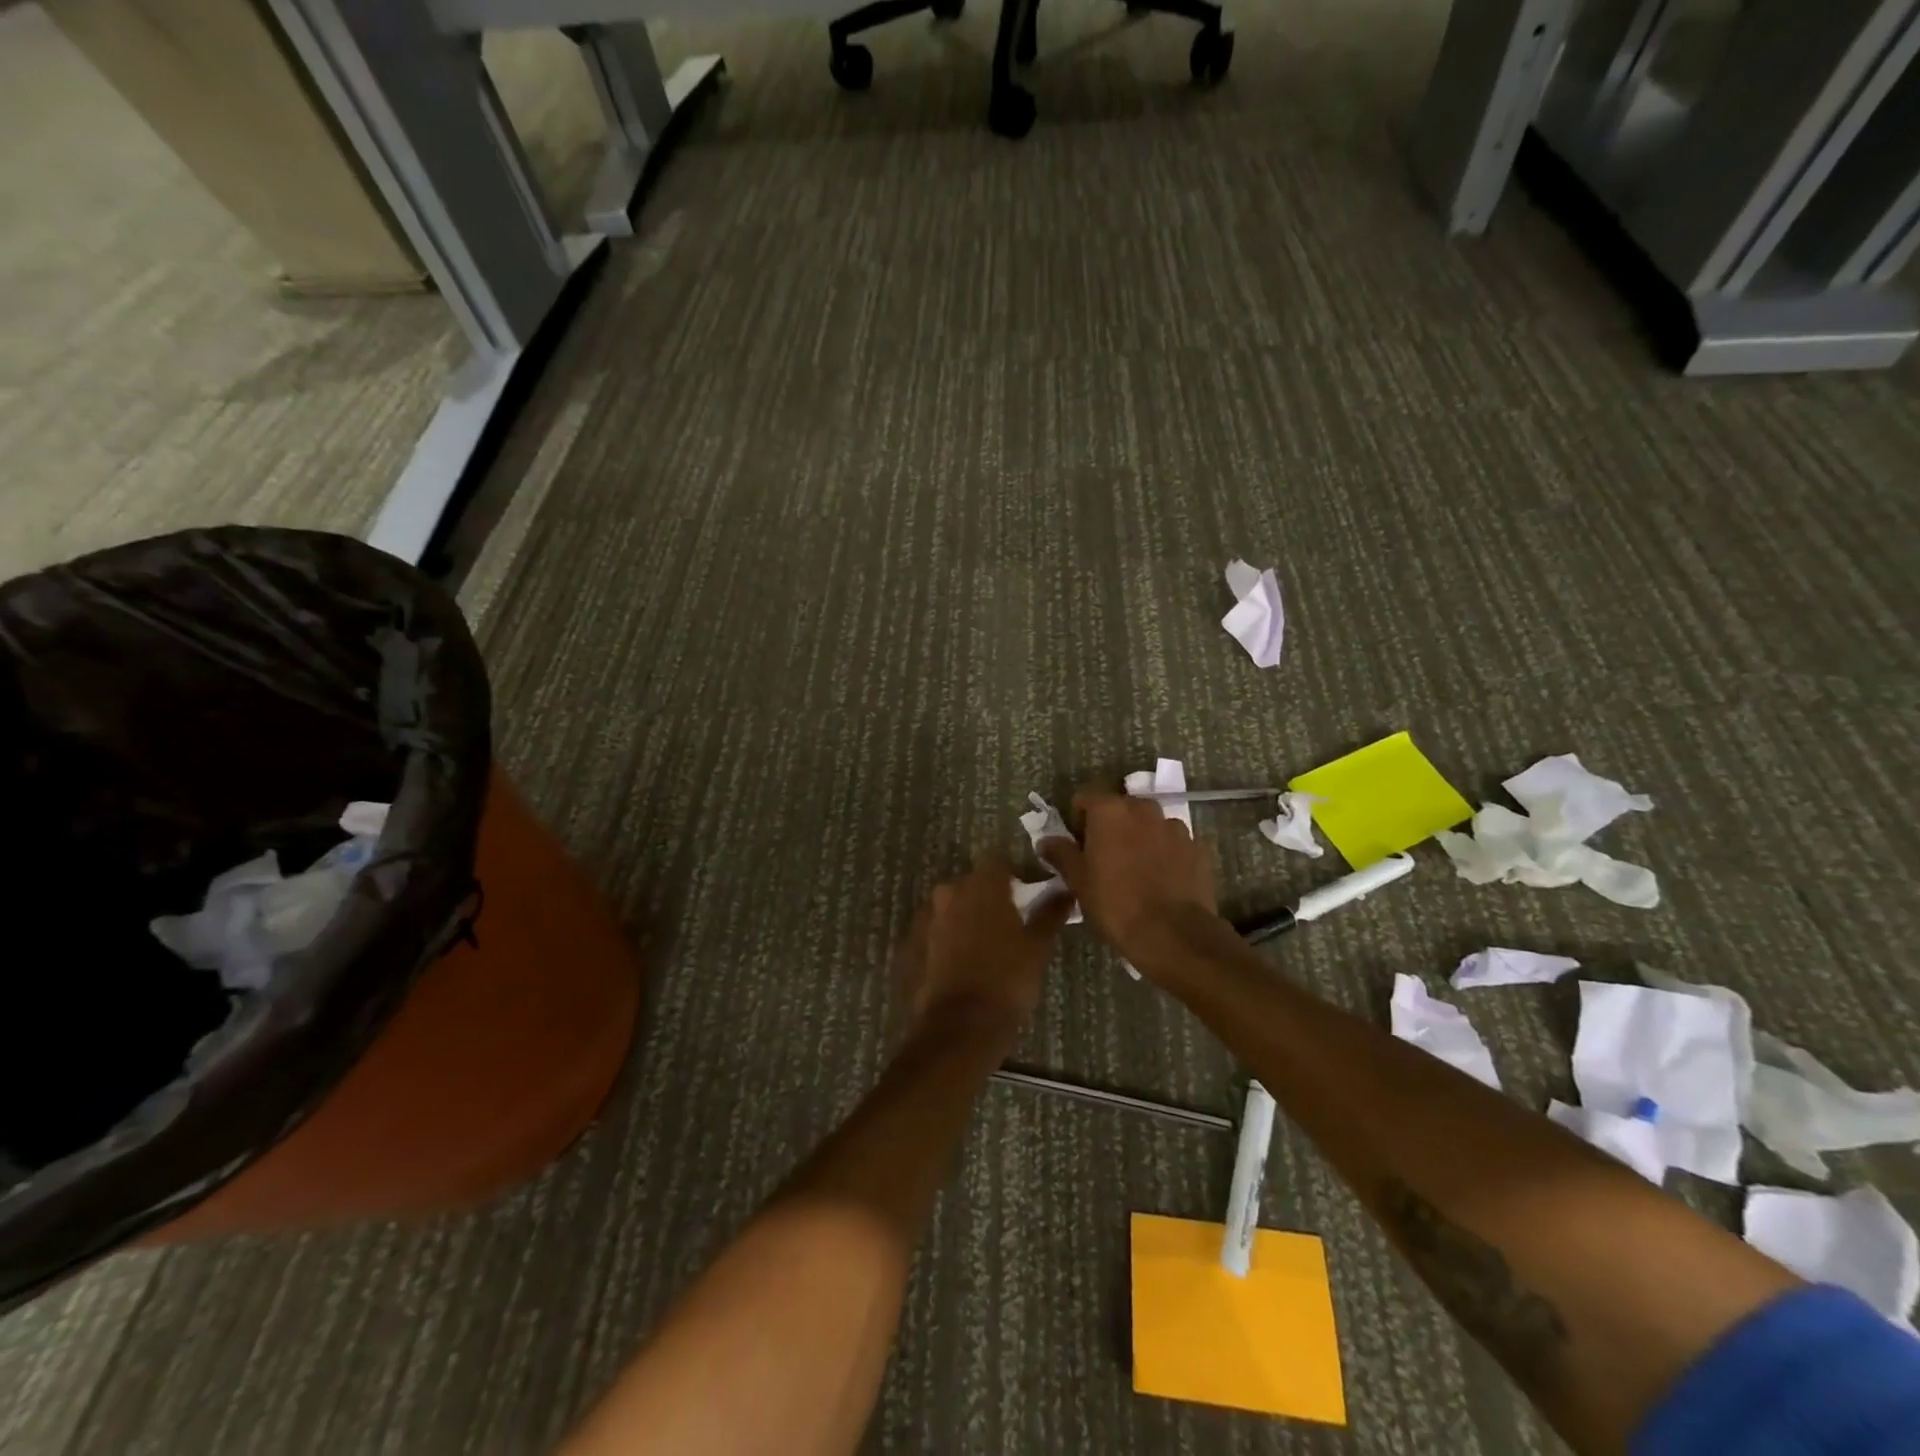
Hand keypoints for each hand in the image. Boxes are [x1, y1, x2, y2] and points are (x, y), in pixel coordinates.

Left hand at [895, 852, 1071, 1039]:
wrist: (960, 1026)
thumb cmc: (1007, 979)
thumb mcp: (1038, 946)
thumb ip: (1050, 912)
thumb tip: (1066, 891)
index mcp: (982, 885)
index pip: (999, 862)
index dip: (1014, 876)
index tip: (1027, 897)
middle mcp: (950, 892)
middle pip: (974, 883)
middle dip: (990, 897)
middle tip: (1011, 924)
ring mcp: (929, 917)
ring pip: (954, 906)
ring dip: (969, 917)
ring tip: (988, 945)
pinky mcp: (914, 943)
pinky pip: (938, 929)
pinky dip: (951, 937)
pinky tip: (965, 961)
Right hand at [1038, 787, 1218, 975]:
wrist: (1173, 934)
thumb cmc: (1115, 903)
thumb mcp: (1078, 881)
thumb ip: (1061, 854)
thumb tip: (1046, 841)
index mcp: (1110, 811)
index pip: (1085, 797)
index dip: (1078, 818)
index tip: (1078, 846)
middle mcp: (1144, 809)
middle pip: (1120, 808)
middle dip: (1111, 827)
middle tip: (1104, 859)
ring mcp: (1175, 827)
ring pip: (1149, 825)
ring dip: (1139, 839)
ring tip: (1136, 872)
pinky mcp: (1197, 848)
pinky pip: (1173, 843)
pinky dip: (1164, 854)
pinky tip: (1161, 882)